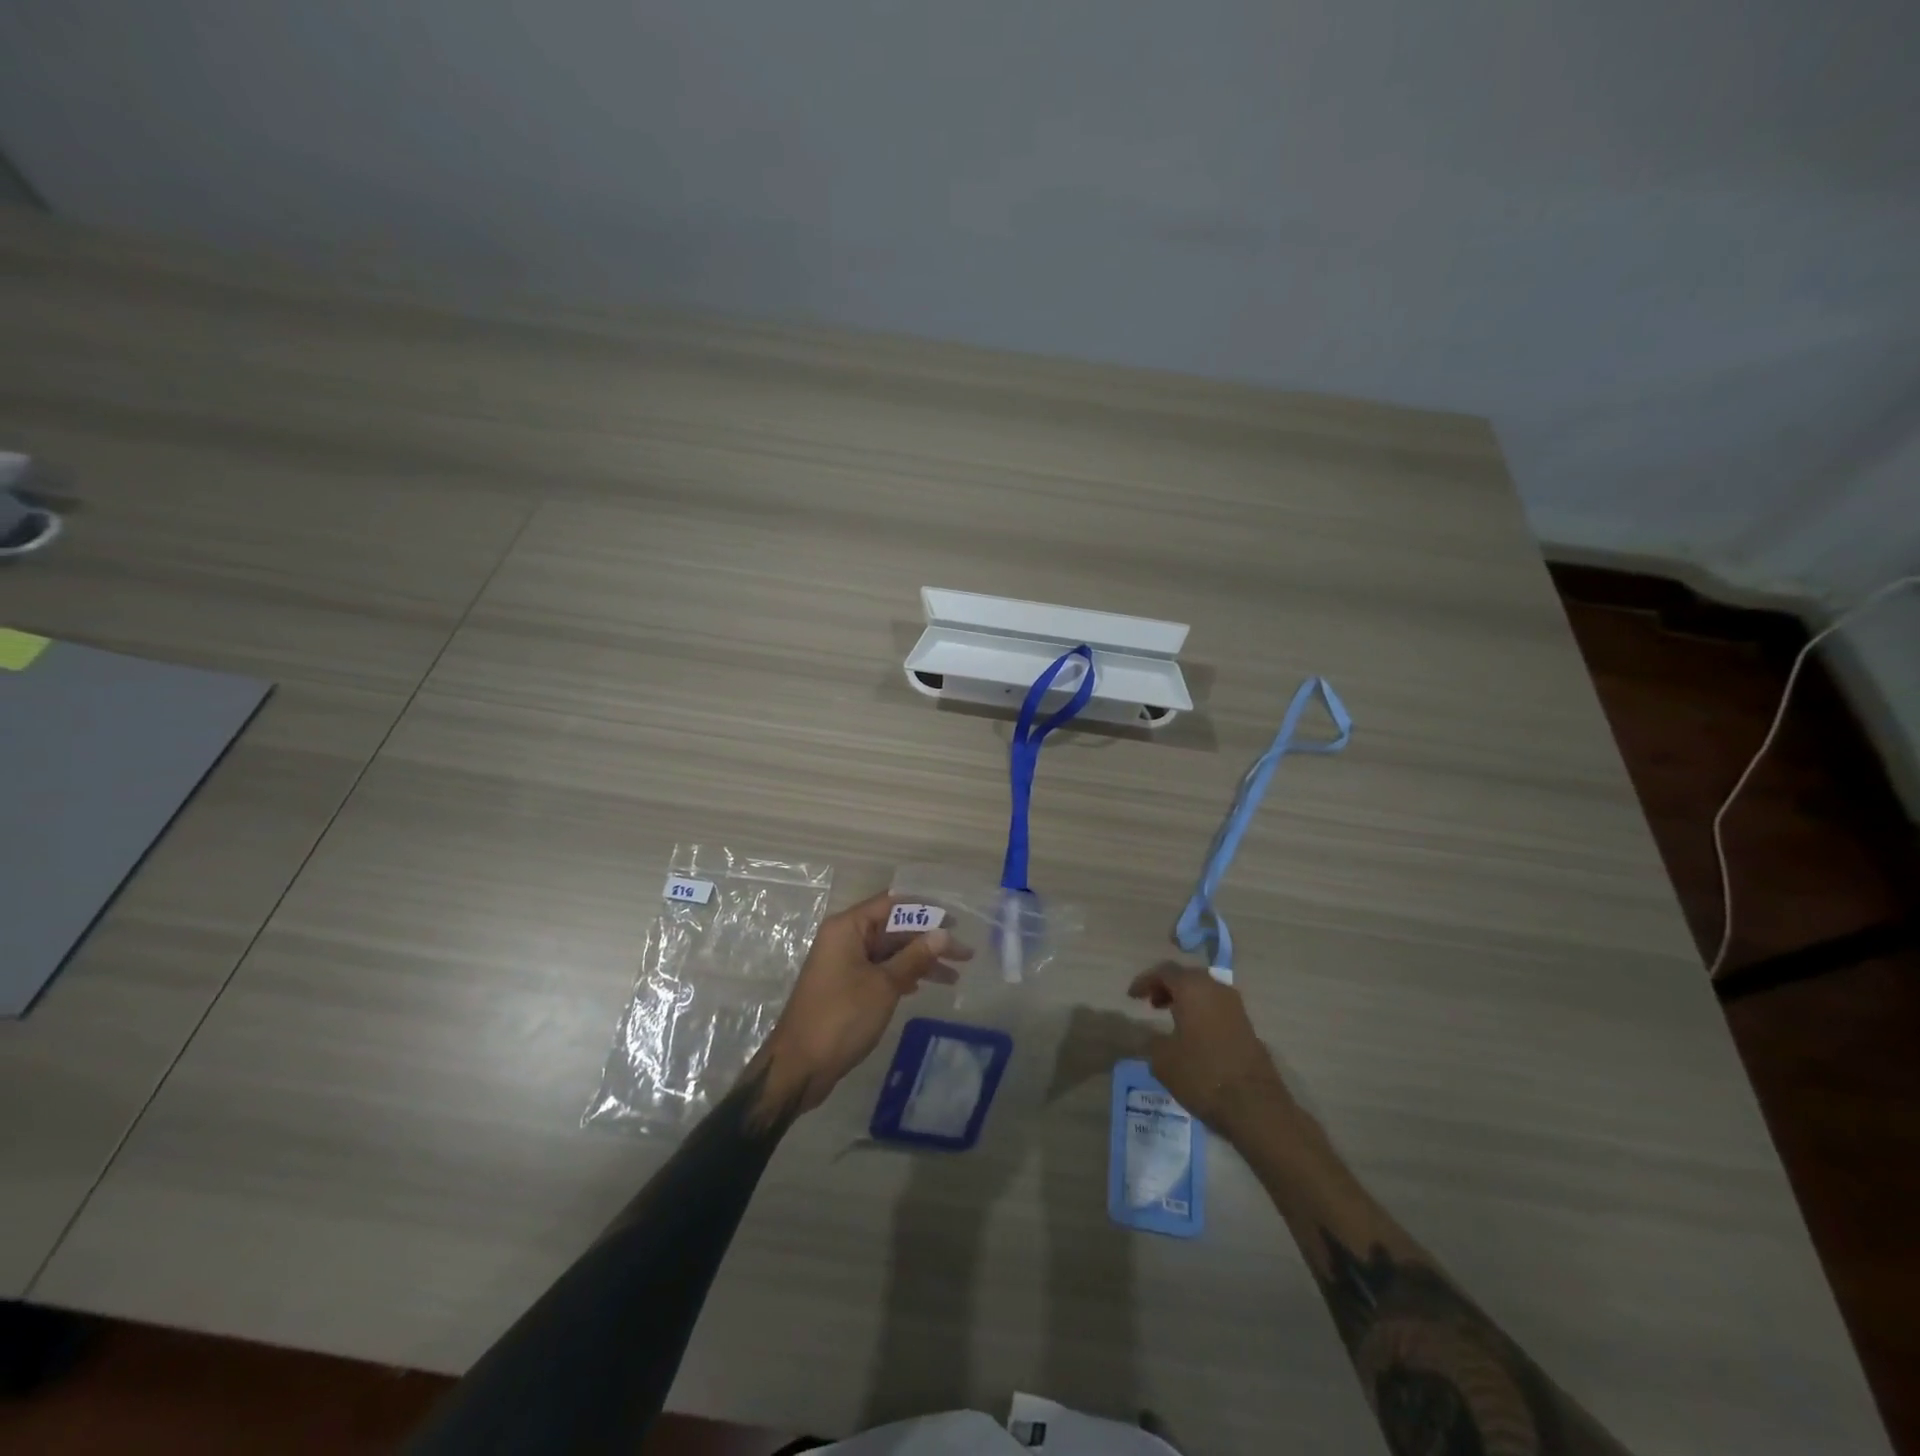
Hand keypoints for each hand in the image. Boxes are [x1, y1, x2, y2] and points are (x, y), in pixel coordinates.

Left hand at [749, 894, 970, 1120]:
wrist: (799, 1066)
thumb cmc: (842, 1017)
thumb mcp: (884, 985)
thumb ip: (914, 957)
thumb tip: (943, 933)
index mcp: (848, 927)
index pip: (893, 904)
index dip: (926, 910)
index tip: (956, 921)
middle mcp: (844, 938)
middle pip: (893, 929)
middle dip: (928, 940)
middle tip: (965, 954)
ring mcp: (843, 963)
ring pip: (889, 952)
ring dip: (919, 961)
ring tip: (954, 976)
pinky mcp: (845, 987)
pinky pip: (880, 970)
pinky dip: (902, 975)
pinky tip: (922, 986)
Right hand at [1128, 961, 1292, 1138]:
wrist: (1254, 1105)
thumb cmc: (1201, 1075)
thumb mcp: (1163, 1060)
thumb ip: (1153, 1041)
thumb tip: (1156, 1036)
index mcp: (1192, 989)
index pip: (1164, 972)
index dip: (1145, 981)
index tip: (1132, 997)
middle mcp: (1216, 989)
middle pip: (1187, 977)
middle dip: (1167, 987)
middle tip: (1151, 1003)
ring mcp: (1235, 1007)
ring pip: (1204, 991)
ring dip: (1185, 999)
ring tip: (1171, 1018)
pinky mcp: (1247, 1026)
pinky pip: (1217, 1008)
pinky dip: (1201, 1012)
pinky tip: (1193, 1034)